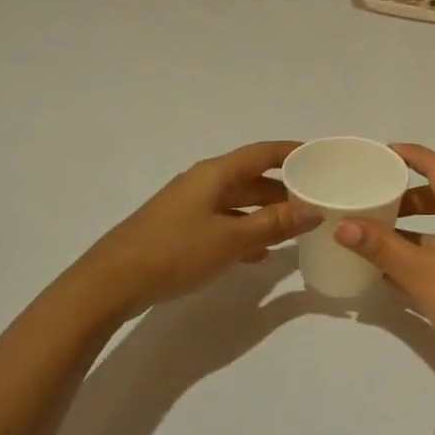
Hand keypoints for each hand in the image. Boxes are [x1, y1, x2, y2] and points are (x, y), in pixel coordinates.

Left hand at [75, 140, 321, 320]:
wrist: (113, 281)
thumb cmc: (175, 251)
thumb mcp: (232, 239)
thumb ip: (274, 224)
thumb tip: (313, 209)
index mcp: (216, 174)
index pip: (263, 153)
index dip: (293, 153)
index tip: (322, 158)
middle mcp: (204, 182)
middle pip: (252, 177)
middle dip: (284, 188)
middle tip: (317, 200)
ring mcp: (190, 205)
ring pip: (238, 202)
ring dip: (266, 212)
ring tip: (296, 228)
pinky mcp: (181, 229)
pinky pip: (224, 222)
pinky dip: (245, 231)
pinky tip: (260, 254)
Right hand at [335, 144, 434, 384]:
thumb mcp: (421, 273)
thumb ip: (381, 248)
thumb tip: (343, 226)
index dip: (413, 156)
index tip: (384, 153)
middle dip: (407, 197)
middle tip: (374, 200)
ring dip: (412, 229)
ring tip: (375, 236)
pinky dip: (422, 254)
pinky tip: (393, 273)